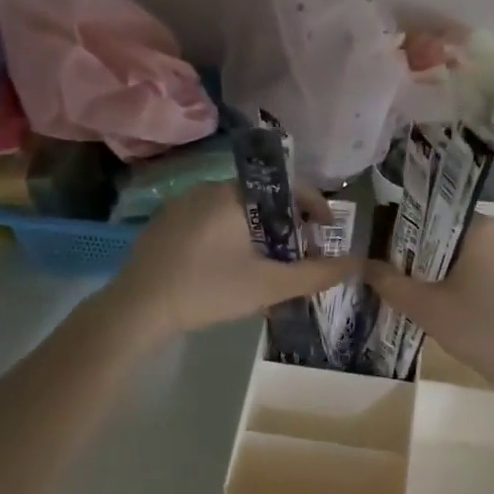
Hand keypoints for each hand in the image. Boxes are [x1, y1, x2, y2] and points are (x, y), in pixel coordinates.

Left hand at [103, 182, 354, 344]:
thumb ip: (315, 274)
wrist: (136, 308)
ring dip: (258, 230)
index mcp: (235, 194)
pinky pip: (210, 218)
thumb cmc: (207, 289)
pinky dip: (230, 233)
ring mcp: (182, 203)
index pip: (288, 186)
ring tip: (267, 262)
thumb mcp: (268, 285)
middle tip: (298, 252)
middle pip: (263, 197)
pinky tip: (228, 265)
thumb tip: (356, 262)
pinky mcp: (165, 221)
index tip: (327, 229)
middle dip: (286, 222)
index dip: (314, 204)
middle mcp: (209, 187)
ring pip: (235, 209)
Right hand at [364, 216, 493, 392]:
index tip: (393, 262)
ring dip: (455, 271)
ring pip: (476, 252)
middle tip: (411, 286)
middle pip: (454, 235)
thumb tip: (362, 264)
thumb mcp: (428, 308)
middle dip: (430, 258)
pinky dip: (478, 280)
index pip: (432, 217)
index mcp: (482, 226)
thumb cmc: (483, 329)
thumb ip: (390, 283)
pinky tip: (467, 307)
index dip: (408, 239)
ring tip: (437, 300)